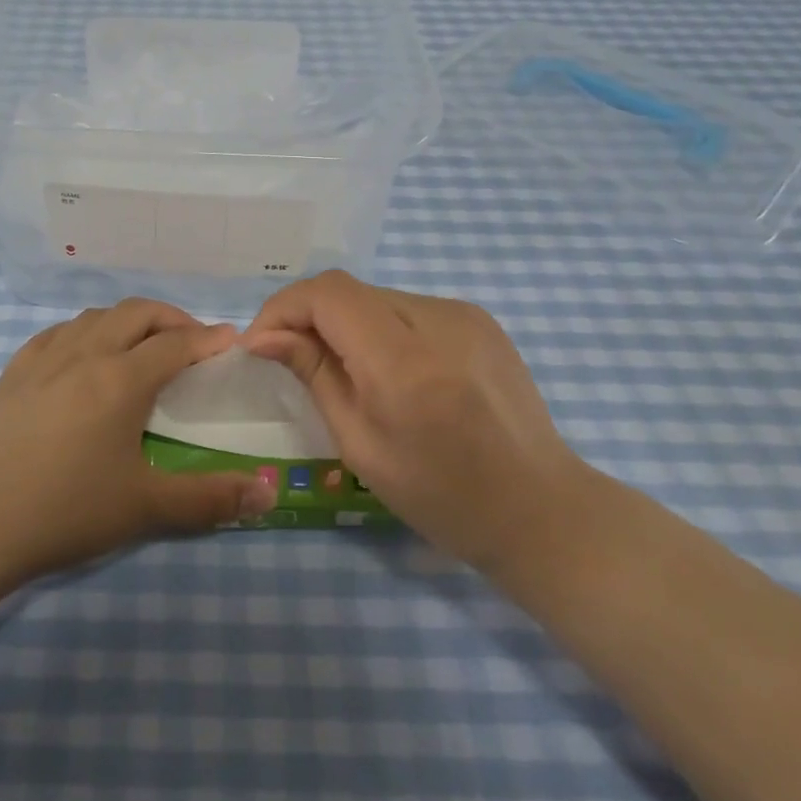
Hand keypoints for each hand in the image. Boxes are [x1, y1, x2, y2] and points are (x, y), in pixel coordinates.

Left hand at [0, 299, 276, 589]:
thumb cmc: (63, 513)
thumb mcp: (144, 509)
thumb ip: (210, 499)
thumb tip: (266, 494)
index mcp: (120, 379)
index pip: (175, 343)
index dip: (208, 338)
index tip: (230, 341)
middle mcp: (84, 355)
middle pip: (135, 313)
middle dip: (170, 318)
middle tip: (190, 341)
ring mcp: (41, 360)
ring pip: (93, 317)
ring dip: (126, 321)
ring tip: (140, 346)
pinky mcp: (10, 374)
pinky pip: (55, 334)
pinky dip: (83, 332)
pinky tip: (80, 355)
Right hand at [245, 271, 588, 576]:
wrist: (539, 509)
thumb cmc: (441, 496)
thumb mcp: (360, 443)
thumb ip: (314, 374)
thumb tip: (265, 337)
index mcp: (403, 362)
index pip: (327, 294)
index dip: (283, 308)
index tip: (261, 345)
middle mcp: (437, 320)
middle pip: (349, 291)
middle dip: (308, 317)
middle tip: (293, 360)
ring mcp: (465, 314)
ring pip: (377, 297)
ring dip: (345, 323)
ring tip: (345, 370)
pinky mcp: (480, 318)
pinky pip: (409, 308)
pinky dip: (381, 328)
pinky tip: (390, 369)